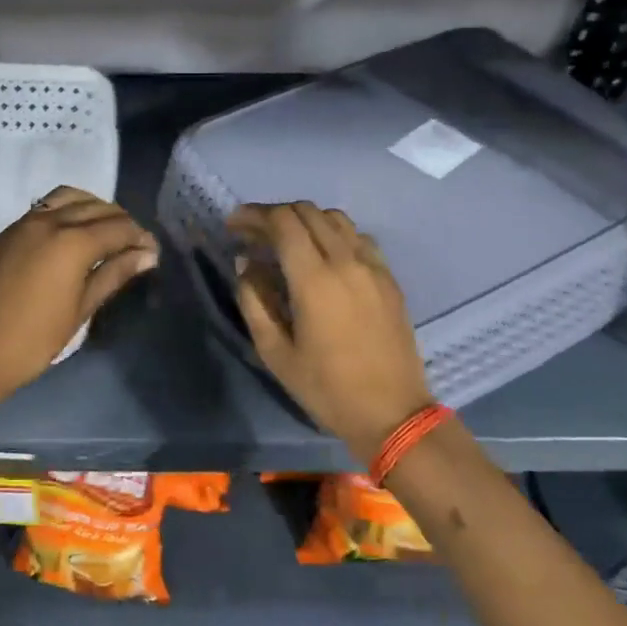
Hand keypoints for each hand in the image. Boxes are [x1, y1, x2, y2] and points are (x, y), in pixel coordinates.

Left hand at [0, 185, 156, 402]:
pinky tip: (67, 239)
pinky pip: (40, 211)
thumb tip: (146, 255)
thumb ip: (113, 275)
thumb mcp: (81, 310)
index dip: (140, 237)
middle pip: (94, 207)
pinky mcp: (2, 236)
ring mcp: (20, 225)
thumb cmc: (35, 340)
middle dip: (119, 221)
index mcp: (71, 242)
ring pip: (65, 198)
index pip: (118, 227)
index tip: (152, 251)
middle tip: (132, 244)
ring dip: (90, 208)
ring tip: (102, 233)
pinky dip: (63, 214)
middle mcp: (47, 221)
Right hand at [229, 202, 434, 464]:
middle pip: (307, 211)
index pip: (282, 222)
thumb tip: (246, 262)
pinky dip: (333, 233)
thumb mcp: (275, 352)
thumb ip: (254, 300)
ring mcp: (373, 267)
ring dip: (305, 220)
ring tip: (286, 241)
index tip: (234, 225)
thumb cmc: (326, 388)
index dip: (253, 215)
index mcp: (314, 279)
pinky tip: (323, 256)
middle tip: (254, 234)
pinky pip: (358, 237)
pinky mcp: (389, 278)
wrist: (392, 413)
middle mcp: (346, 261)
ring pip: (335, 219)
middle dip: (275, 214)